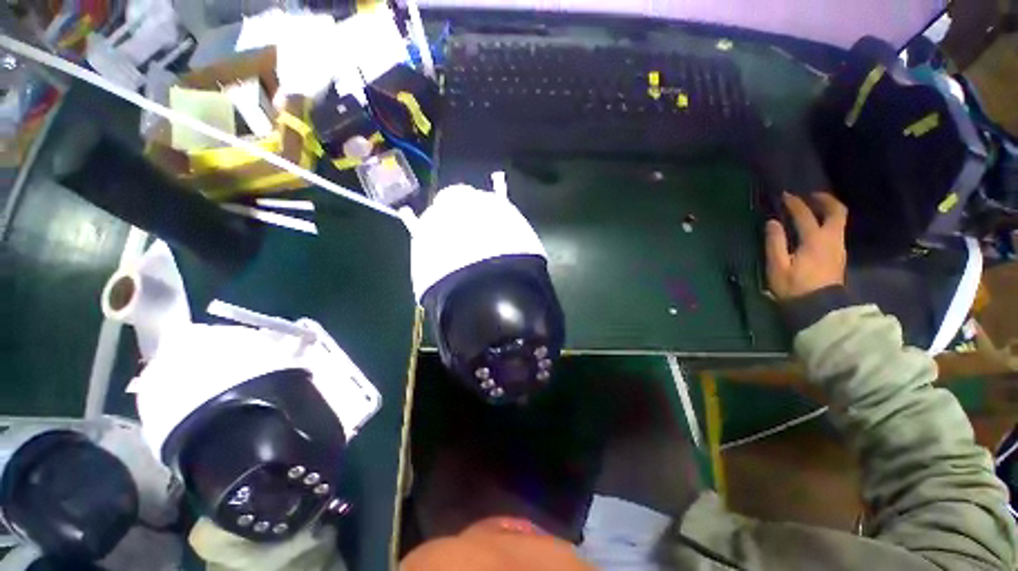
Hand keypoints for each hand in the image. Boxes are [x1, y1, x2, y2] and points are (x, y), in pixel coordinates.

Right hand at [765, 192, 847, 300]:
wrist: (819, 308)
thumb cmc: (794, 287)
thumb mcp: (778, 266)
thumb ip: (775, 242)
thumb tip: (772, 222)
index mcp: (814, 240)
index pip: (805, 215)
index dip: (795, 203)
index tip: (785, 196)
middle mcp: (831, 239)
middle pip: (837, 212)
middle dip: (824, 200)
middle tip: (810, 195)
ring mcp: (838, 247)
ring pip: (839, 221)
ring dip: (827, 210)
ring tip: (813, 208)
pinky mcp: (839, 255)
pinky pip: (836, 230)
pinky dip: (828, 222)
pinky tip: (816, 227)